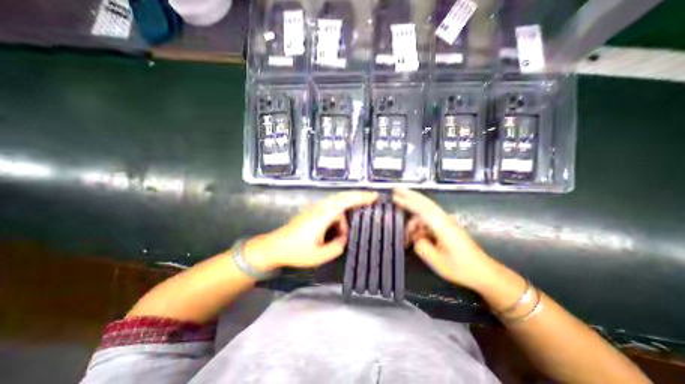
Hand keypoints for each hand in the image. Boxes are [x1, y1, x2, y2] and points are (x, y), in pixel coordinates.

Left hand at [244, 190, 376, 268]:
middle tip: (373, 198)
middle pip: (343, 196)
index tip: (375, 196)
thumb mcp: (320, 255)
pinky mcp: (313, 212)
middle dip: (359, 196)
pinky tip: (342, 224)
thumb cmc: (296, 251)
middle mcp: (321, 208)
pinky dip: (341, 213)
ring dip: (349, 207)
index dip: (361, 198)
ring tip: (360, 213)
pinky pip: (332, 208)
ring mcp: (316, 209)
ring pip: (337, 202)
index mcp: (323, 215)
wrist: (275, 246)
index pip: (346, 202)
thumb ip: (337, 246)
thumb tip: (344, 237)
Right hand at [393, 190, 495, 291]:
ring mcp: (446, 221)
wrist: (484, 272)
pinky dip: (419, 224)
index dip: (407, 202)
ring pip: (425, 213)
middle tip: (395, 189)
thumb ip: (421, 245)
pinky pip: (428, 220)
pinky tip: (415, 236)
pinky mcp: (447, 226)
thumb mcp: (437, 261)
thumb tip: (415, 237)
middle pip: (424, 202)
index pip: (421, 209)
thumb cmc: (460, 267)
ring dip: (413, 220)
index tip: (394, 196)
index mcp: (442, 225)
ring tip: (406, 238)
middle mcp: (444, 219)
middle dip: (409, 195)